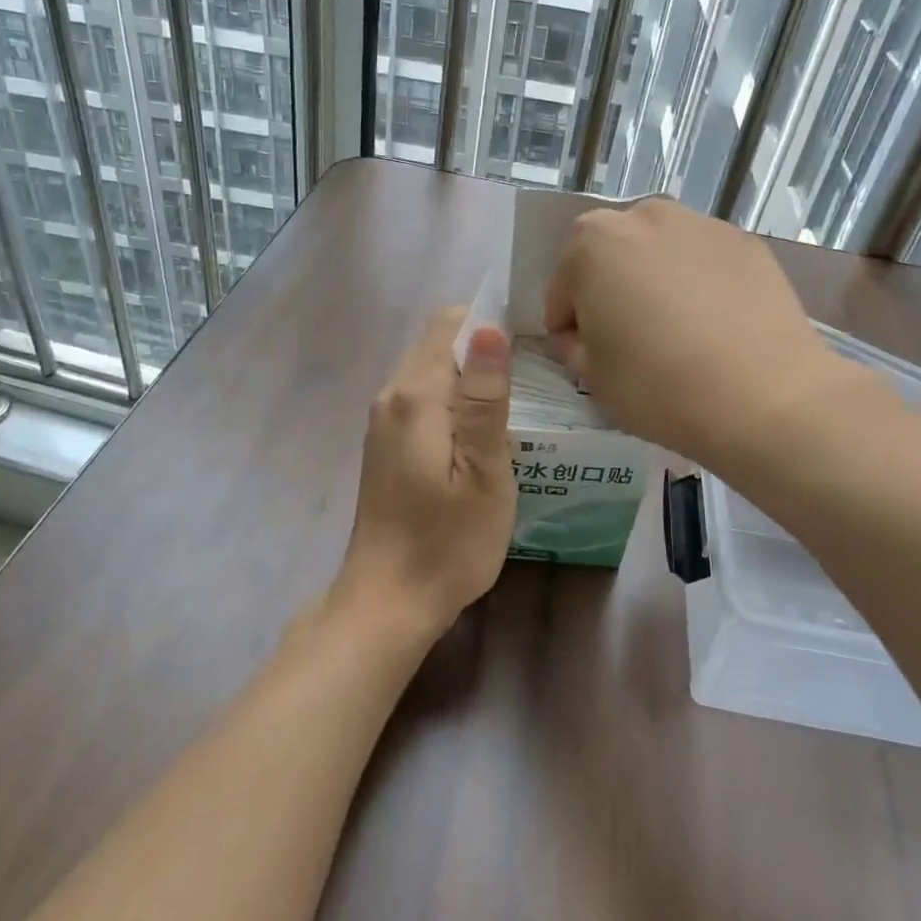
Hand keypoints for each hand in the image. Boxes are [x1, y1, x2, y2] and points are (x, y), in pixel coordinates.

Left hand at [337, 308, 516, 637]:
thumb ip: (484, 399)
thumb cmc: (448, 542)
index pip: (450, 323)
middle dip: (484, 347)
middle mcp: (391, 396)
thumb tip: (488, 329)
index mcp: (415, 395)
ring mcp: (383, 421)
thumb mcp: (483, 472)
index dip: (491, 320)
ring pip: (432, 371)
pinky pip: (424, 399)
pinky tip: (484, 428)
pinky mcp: (386, 443)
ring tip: (519, 399)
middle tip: (536, 372)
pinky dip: (454, 400)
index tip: (533, 339)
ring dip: (472, 376)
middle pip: (439, 344)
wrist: (389, 600)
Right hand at [543, 197, 897, 472]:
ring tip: (676, 333)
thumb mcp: (593, 377)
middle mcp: (645, 215)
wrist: (765, 396)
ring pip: (659, 254)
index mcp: (592, 242)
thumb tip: (583, 336)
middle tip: (629, 341)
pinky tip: (715, 328)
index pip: (562, 288)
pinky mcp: (747, 243)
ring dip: (654, 283)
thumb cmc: (659, 386)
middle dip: (610, 292)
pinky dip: (698, 285)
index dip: (568, 327)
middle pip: (611, 257)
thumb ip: (573, 346)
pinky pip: (703, 263)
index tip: (585, 357)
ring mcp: (702, 224)